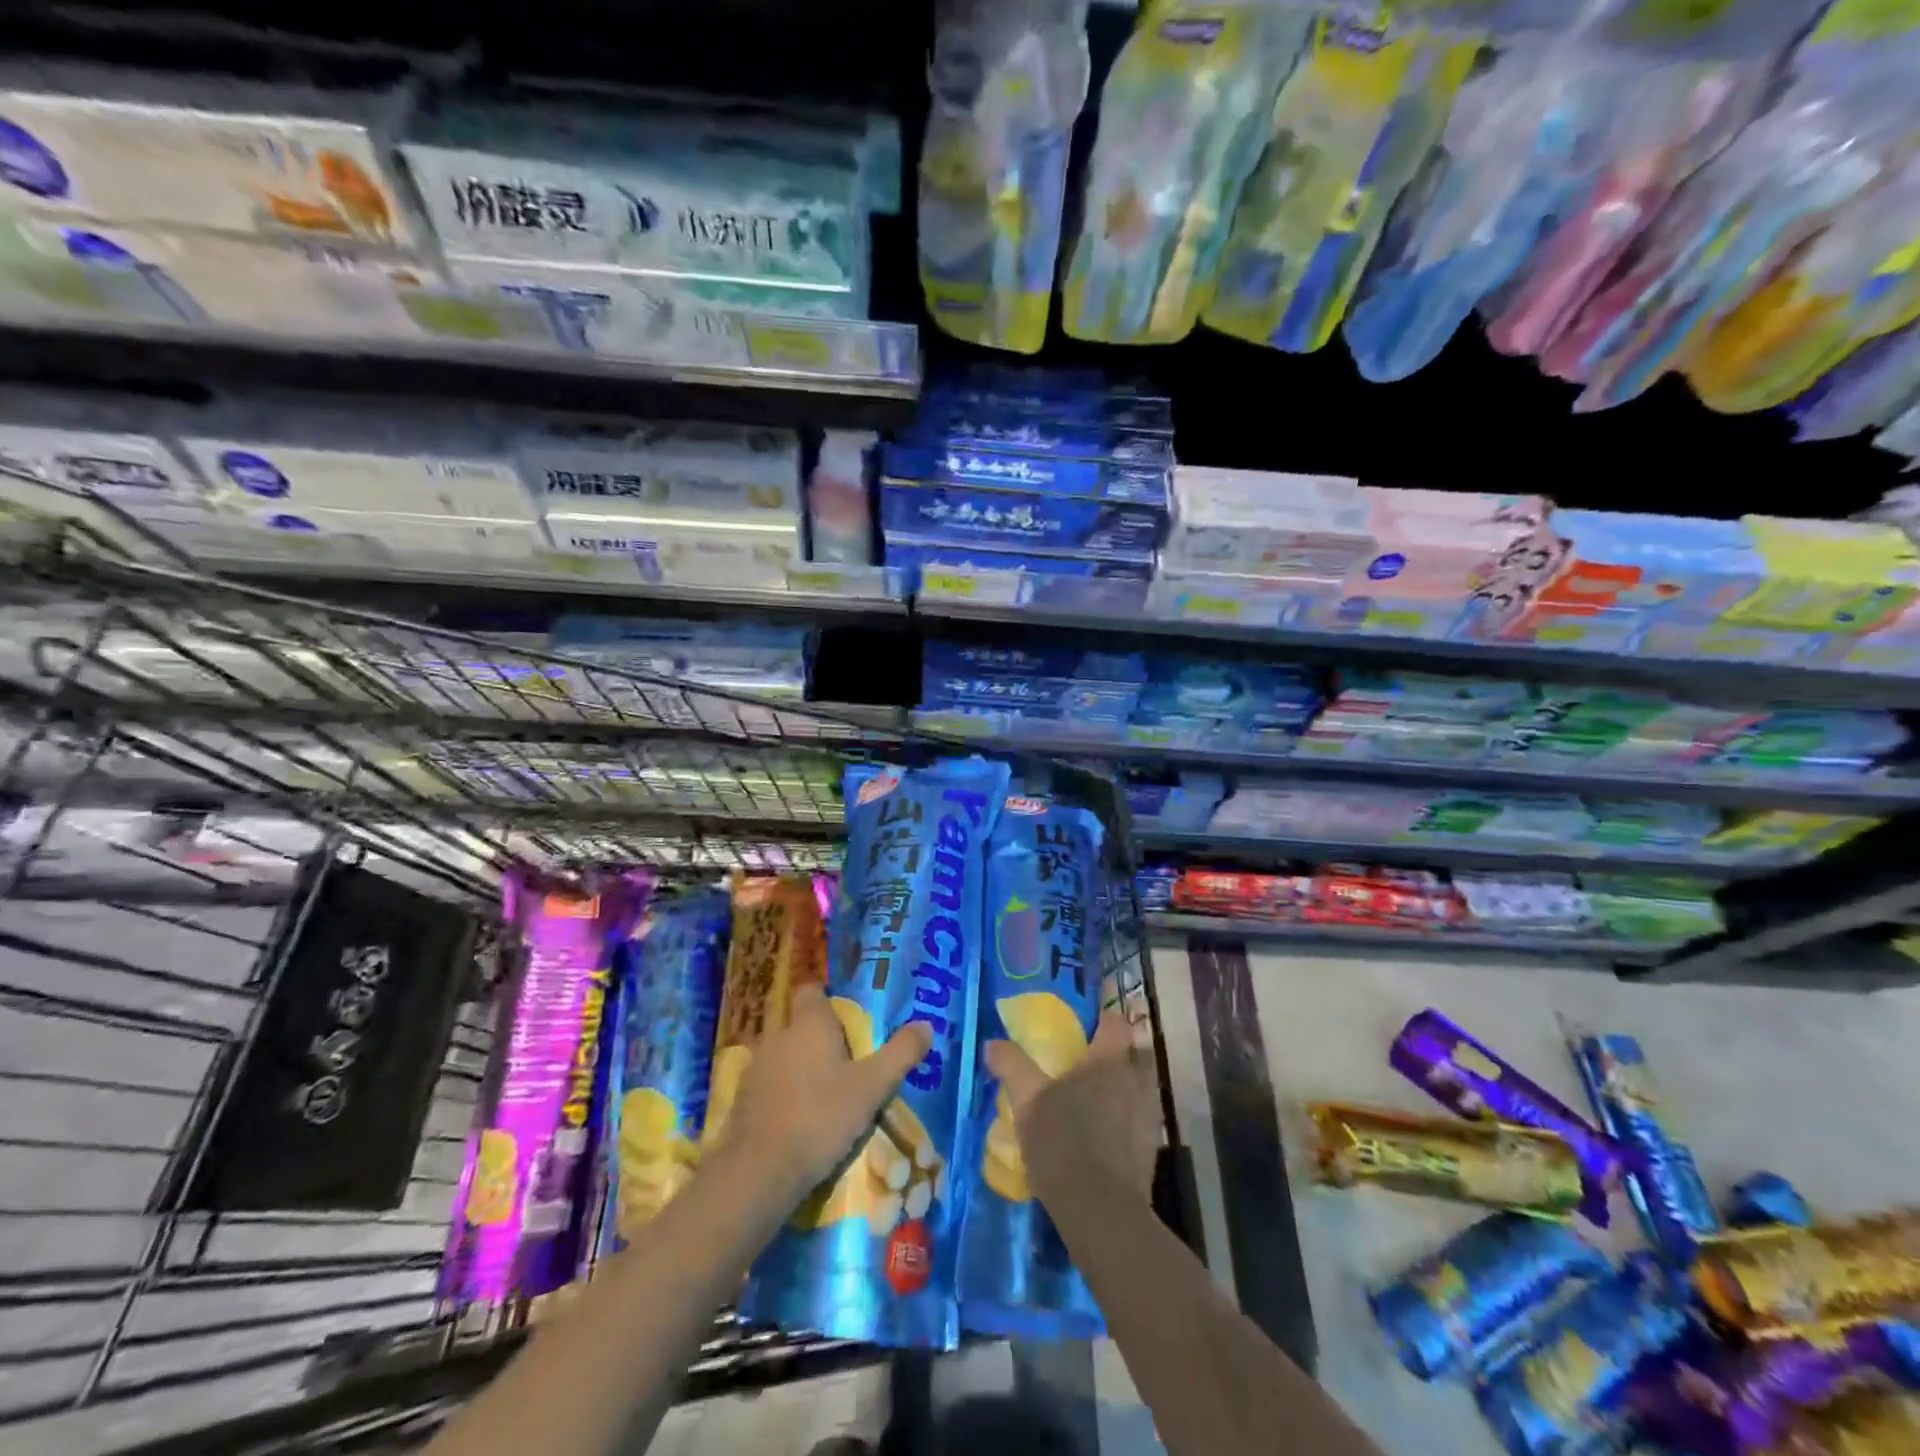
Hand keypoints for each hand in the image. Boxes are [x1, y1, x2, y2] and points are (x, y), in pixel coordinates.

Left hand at [719, 983, 932, 1204]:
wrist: (759, 1172)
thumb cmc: (821, 1118)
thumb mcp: (872, 1088)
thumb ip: (900, 1054)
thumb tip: (926, 1025)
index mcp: (808, 1024)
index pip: (811, 990)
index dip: (827, 1000)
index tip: (847, 1020)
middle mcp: (777, 1036)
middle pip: (799, 1024)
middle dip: (818, 1038)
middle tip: (845, 1062)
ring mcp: (755, 1068)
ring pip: (782, 1055)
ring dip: (799, 1067)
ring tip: (823, 1093)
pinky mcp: (741, 1100)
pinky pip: (768, 1084)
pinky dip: (782, 1093)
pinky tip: (798, 1119)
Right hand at [985, 1008, 1159, 1207]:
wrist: (1101, 1211)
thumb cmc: (1063, 1143)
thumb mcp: (1027, 1101)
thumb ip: (1012, 1065)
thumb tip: (993, 1043)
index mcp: (1108, 1060)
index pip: (1116, 1022)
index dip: (1103, 1018)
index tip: (1086, 1024)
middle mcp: (1135, 1080)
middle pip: (1135, 1051)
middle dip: (1118, 1050)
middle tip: (1089, 1060)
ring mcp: (1148, 1114)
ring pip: (1140, 1084)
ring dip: (1124, 1084)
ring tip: (1095, 1097)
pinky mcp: (1151, 1146)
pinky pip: (1140, 1116)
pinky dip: (1126, 1116)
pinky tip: (1104, 1132)